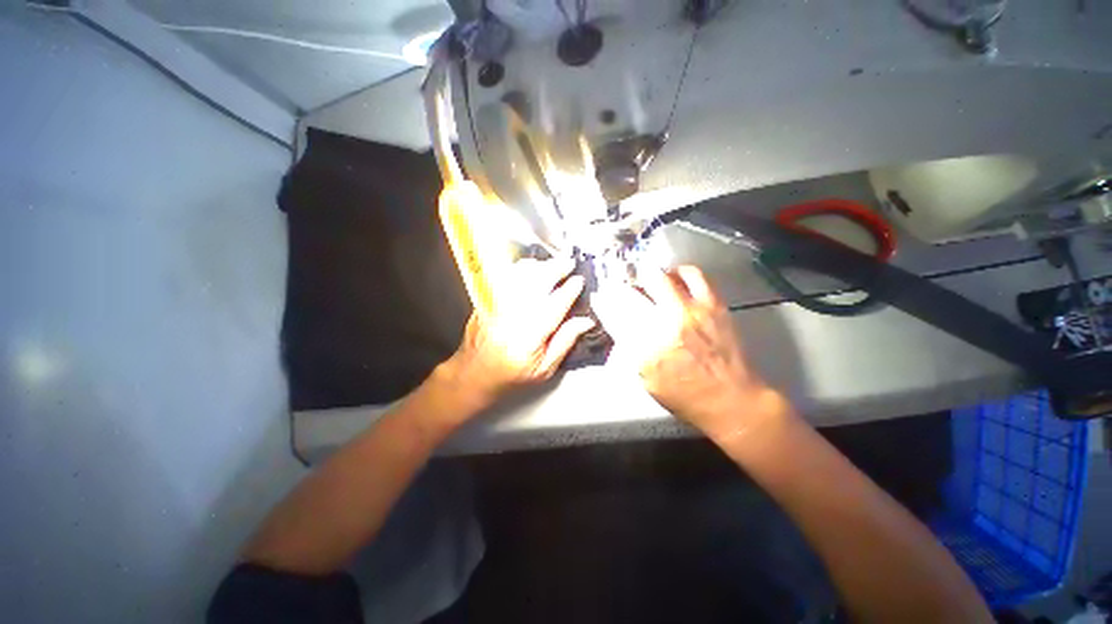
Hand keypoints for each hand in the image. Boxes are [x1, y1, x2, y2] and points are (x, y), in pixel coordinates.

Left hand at [440, 257, 595, 410]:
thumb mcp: (544, 369)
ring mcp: (495, 306)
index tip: (579, 281)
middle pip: (536, 282)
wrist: (474, 374)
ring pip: (519, 275)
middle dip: (556, 269)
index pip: (555, 305)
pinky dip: (519, 269)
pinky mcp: (485, 301)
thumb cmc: (510, 375)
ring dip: (538, 266)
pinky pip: (504, 277)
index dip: (570, 290)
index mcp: (530, 337)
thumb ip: (565, 342)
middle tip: (568, 264)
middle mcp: (511, 317)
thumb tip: (585, 322)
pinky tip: (529, 269)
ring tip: (551, 265)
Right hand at [593, 265, 788, 440]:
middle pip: (632, 292)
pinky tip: (676, 278)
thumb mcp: (647, 380)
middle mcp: (664, 324)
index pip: (615, 315)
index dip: (604, 302)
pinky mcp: (712, 305)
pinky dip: (680, 272)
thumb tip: (622, 326)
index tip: (601, 297)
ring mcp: (690, 311)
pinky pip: (693, 275)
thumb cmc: (686, 396)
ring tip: (648, 278)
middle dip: (621, 286)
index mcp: (645, 348)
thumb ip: (631, 351)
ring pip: (660, 277)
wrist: (732, 399)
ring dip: (648, 275)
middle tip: (623, 285)